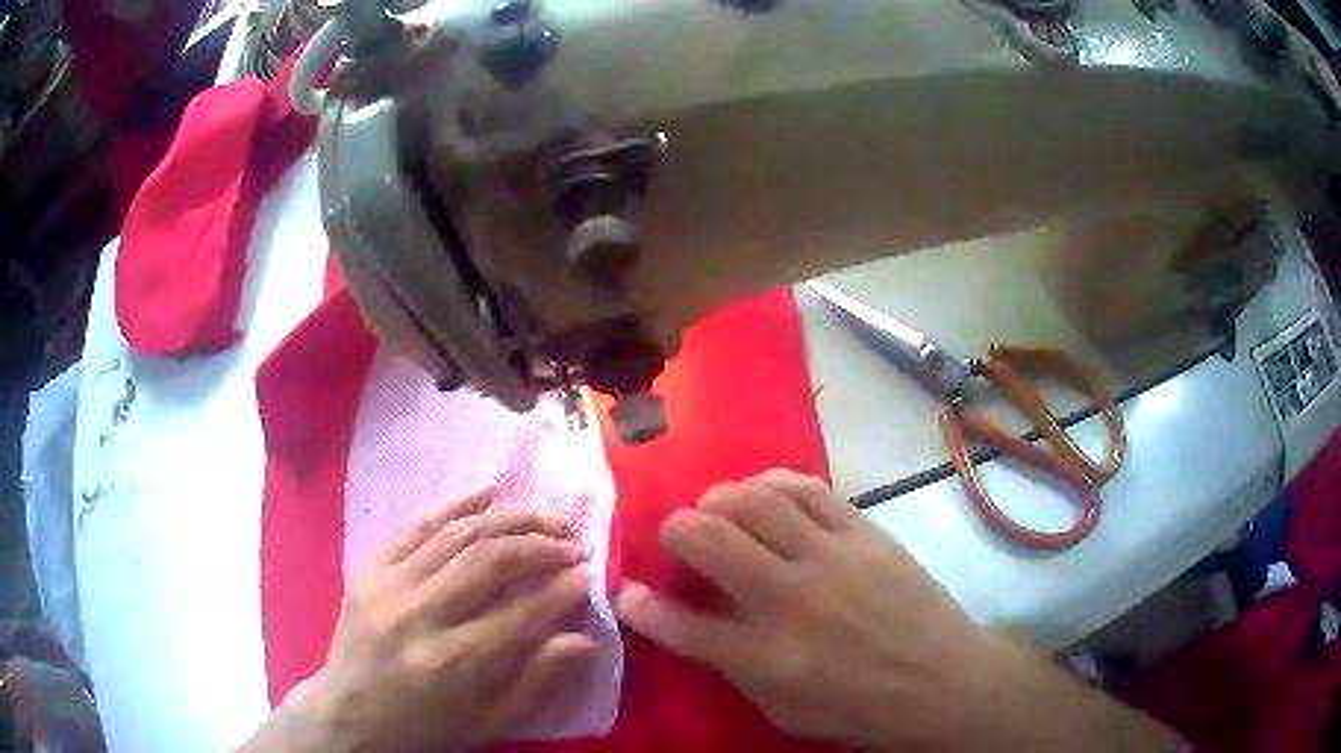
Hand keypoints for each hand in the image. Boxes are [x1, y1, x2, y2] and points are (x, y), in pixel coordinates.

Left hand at [298, 486, 595, 752]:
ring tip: (545, 518)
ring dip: (508, 520)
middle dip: (540, 548)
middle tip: (574, 543)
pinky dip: (455, 504)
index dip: (561, 591)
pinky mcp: (370, 569)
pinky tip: (487, 491)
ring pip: (457, 536)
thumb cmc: (425, 729)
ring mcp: (388, 585)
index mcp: (451, 664)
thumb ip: (536, 681)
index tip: (589, 574)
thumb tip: (585, 639)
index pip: (520, 615)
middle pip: (489, 563)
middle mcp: (419, 615)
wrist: (349, 716)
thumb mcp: (488, 723)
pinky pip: (416, 526)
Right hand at [615, 470, 1179, 750]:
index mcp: (765, 657)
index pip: (680, 624)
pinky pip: (806, 488)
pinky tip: (767, 495)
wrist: (943, 681)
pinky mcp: (863, 530)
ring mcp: (830, 556)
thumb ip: (730, 663)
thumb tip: (687, 621)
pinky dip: (772, 485)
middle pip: (708, 538)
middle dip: (675, 531)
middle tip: (680, 542)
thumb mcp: (783, 708)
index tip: (625, 591)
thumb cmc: (858, 708)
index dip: (641, 605)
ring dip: (721, 500)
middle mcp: (789, 598)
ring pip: (754, 500)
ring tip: (719, 514)